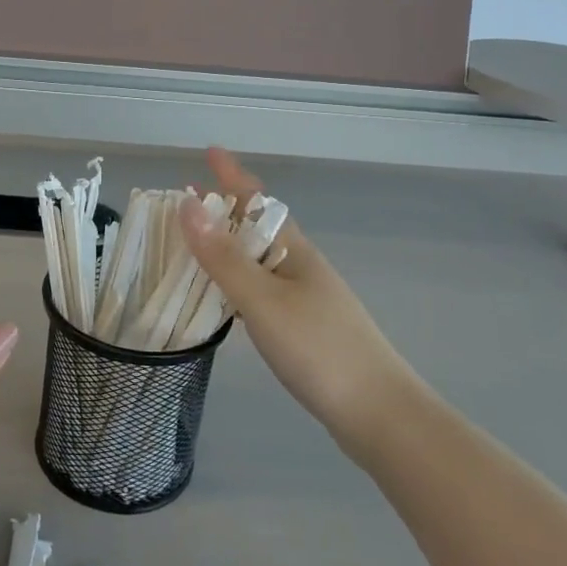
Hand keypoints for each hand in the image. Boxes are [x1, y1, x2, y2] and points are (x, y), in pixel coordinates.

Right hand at [179, 148, 409, 436]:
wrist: (379, 414)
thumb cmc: (319, 349)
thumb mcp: (263, 300)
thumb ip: (223, 257)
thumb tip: (187, 205)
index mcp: (293, 251)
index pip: (258, 201)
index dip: (232, 175)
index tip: (210, 151)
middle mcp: (300, 266)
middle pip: (258, 227)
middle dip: (224, 209)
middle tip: (187, 200)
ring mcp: (306, 297)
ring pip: (259, 259)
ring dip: (227, 244)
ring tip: (196, 243)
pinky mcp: (305, 327)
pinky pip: (261, 288)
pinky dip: (236, 280)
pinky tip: (225, 296)